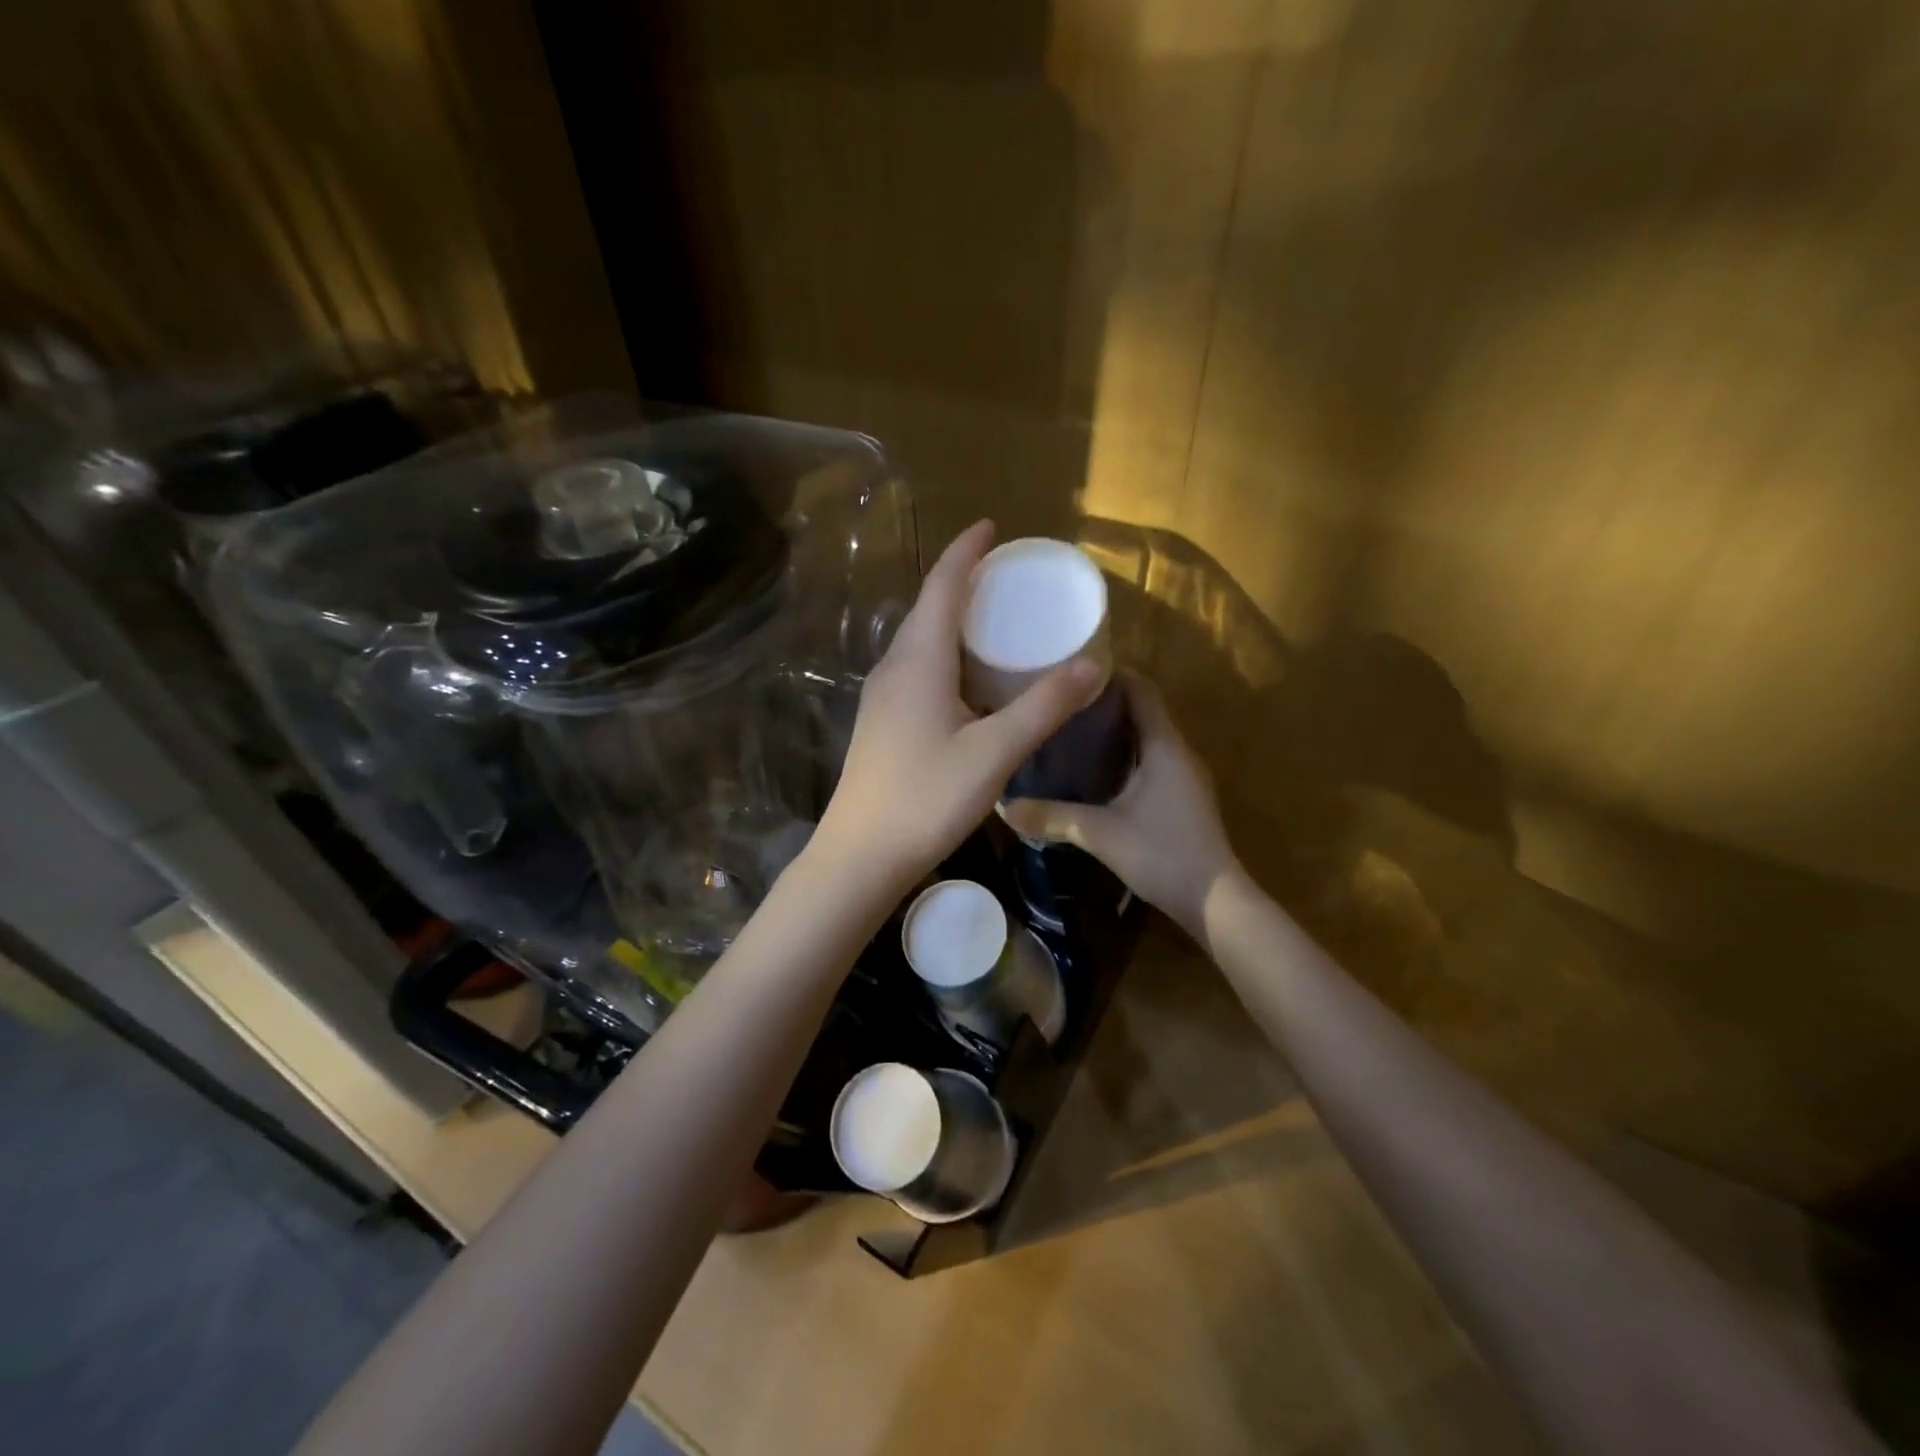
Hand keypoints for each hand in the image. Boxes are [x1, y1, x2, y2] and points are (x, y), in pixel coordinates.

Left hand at [814, 520, 1102, 894]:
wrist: (861, 855)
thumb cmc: (926, 797)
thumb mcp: (994, 752)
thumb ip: (1042, 707)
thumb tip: (1090, 667)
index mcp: (918, 660)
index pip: (942, 586)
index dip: (966, 552)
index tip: (990, 527)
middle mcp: (894, 667)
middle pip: (928, 608)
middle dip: (963, 582)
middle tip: (1005, 575)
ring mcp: (882, 696)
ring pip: (920, 641)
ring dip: (953, 621)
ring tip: (993, 620)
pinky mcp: (882, 722)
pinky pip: (917, 669)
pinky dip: (946, 655)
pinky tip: (969, 679)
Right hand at [1002, 672, 1239, 943]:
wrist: (1214, 901)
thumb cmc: (1161, 853)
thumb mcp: (1100, 833)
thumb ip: (1052, 817)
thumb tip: (1005, 807)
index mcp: (1164, 746)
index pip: (1141, 690)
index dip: (1110, 675)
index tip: (1071, 671)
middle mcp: (1178, 752)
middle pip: (1142, 710)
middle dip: (1104, 702)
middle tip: (1059, 702)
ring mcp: (1183, 776)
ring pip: (1146, 737)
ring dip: (1114, 730)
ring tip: (1069, 730)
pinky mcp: (1182, 797)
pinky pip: (1150, 760)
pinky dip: (1123, 755)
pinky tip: (1093, 770)